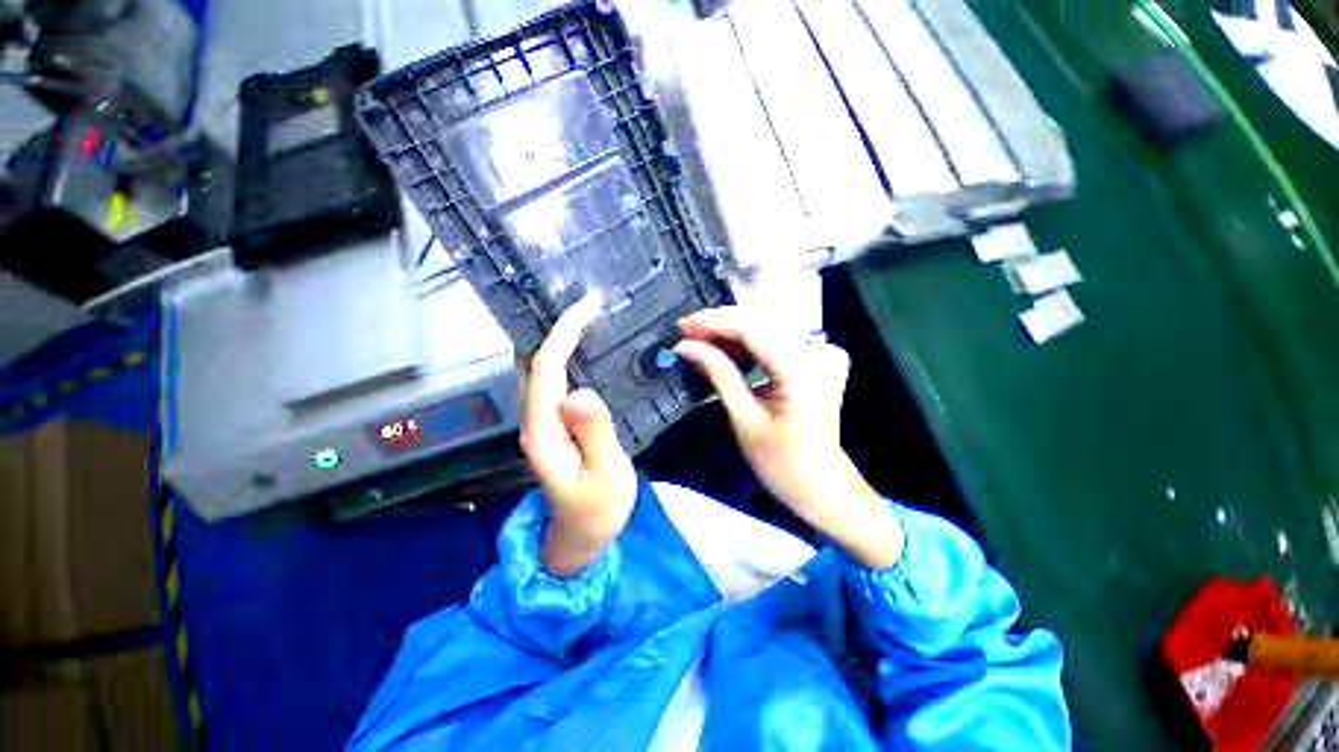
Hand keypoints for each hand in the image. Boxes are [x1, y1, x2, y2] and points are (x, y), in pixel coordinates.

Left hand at [521, 292, 636, 577]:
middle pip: (540, 363)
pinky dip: (569, 358)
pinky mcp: (555, 425)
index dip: (564, 333)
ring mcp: (543, 422)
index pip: (546, 368)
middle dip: (562, 328)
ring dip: (564, 339)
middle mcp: (535, 420)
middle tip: (594, 304)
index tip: (589, 306)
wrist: (580, 539)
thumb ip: (593, 434)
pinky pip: (557, 382)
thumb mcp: (604, 476)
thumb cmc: (597, 512)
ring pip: (546, 370)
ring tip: (591, 317)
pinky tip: (586, 349)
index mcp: (543, 430)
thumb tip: (580, 392)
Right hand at [675, 307, 903, 568]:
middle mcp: (816, 352)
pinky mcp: (816, 358)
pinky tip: (725, 346)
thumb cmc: (782, 463)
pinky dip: (748, 339)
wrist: (821, 484)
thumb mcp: (744, 419)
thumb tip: (685, 347)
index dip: (714, 321)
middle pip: (761, 320)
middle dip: (720, 322)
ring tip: (699, 338)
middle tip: (686, 332)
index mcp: (802, 370)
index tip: (683, 325)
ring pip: (768, 324)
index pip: (752, 328)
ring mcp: (820, 353)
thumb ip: (718, 374)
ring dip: (731, 328)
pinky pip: (777, 337)